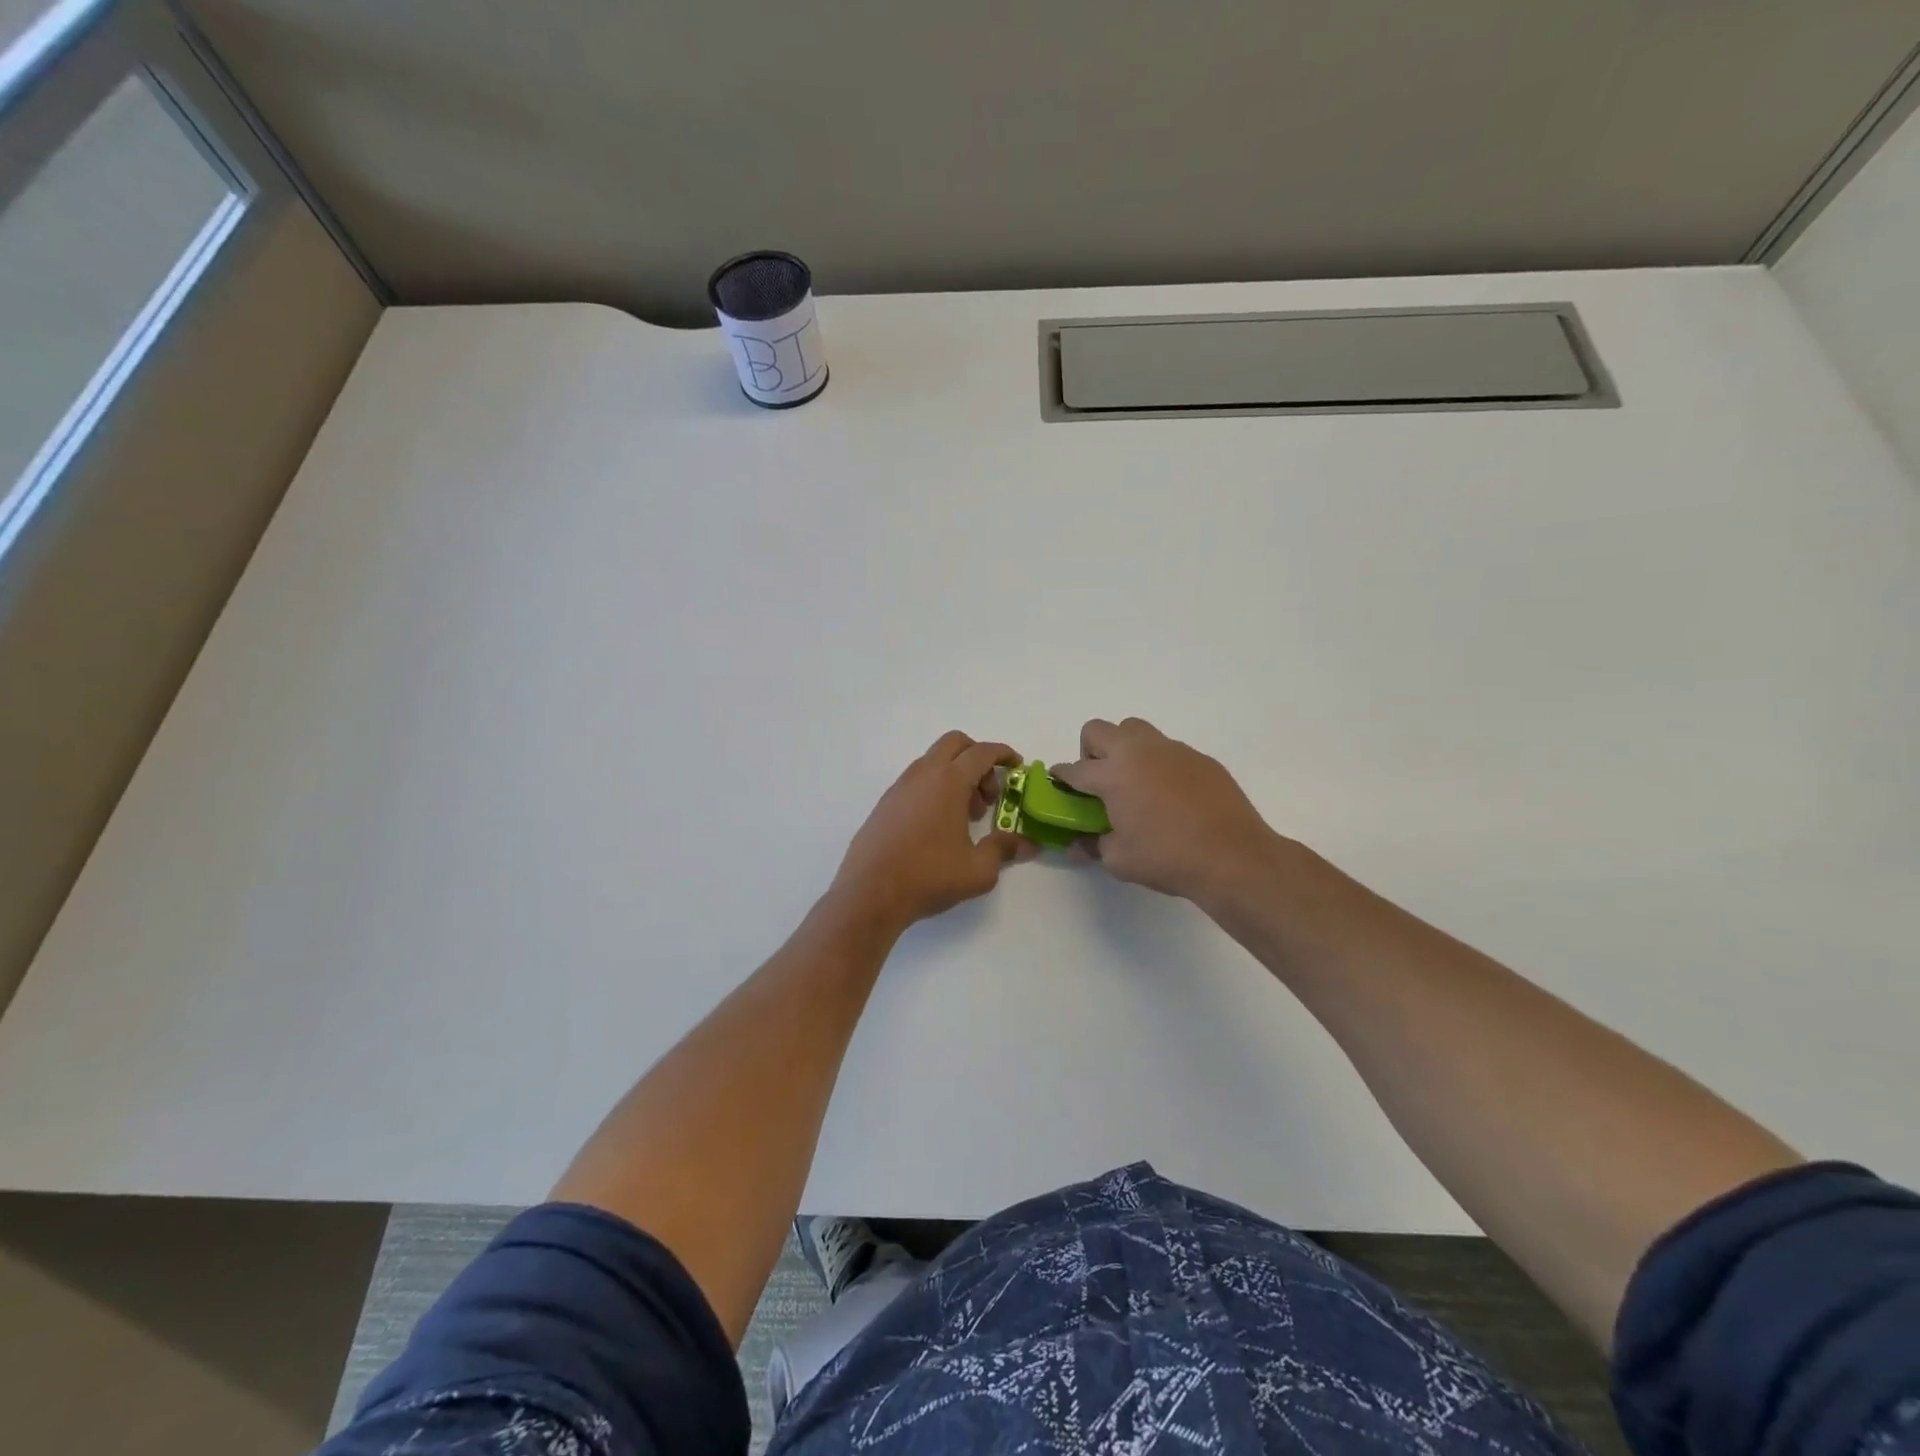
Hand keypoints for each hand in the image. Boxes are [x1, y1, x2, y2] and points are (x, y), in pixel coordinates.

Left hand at [830, 732, 1034, 933]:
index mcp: (949, 781)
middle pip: (955, 744)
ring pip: (934, 762)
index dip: (1003, 754)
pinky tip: (938, 827)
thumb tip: (1028, 844)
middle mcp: (923, 774)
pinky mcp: (885, 804)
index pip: (982, 752)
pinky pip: (917, 781)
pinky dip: (935, 789)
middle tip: (989, 795)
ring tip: (965, 817)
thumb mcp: (978, 869)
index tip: (1017, 765)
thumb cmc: (929, 876)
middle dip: (978, 759)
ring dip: (956, 776)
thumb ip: (1004, 849)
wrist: (870, 893)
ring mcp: (899, 787)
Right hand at [1051, 717, 1281, 903]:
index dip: (1062, 777)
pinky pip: (1167, 750)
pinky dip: (1158, 764)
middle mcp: (1138, 752)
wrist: (1233, 857)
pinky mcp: (1199, 758)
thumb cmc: (1167, 858)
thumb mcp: (1119, 860)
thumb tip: (1078, 845)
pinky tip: (1170, 796)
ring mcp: (1172, 750)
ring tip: (1134, 782)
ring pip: (1135, 730)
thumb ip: (1093, 846)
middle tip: (1099, 781)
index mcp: (1112, 775)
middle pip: (1098, 731)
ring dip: (1124, 749)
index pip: (1074, 769)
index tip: (1060, 785)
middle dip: (1089, 751)